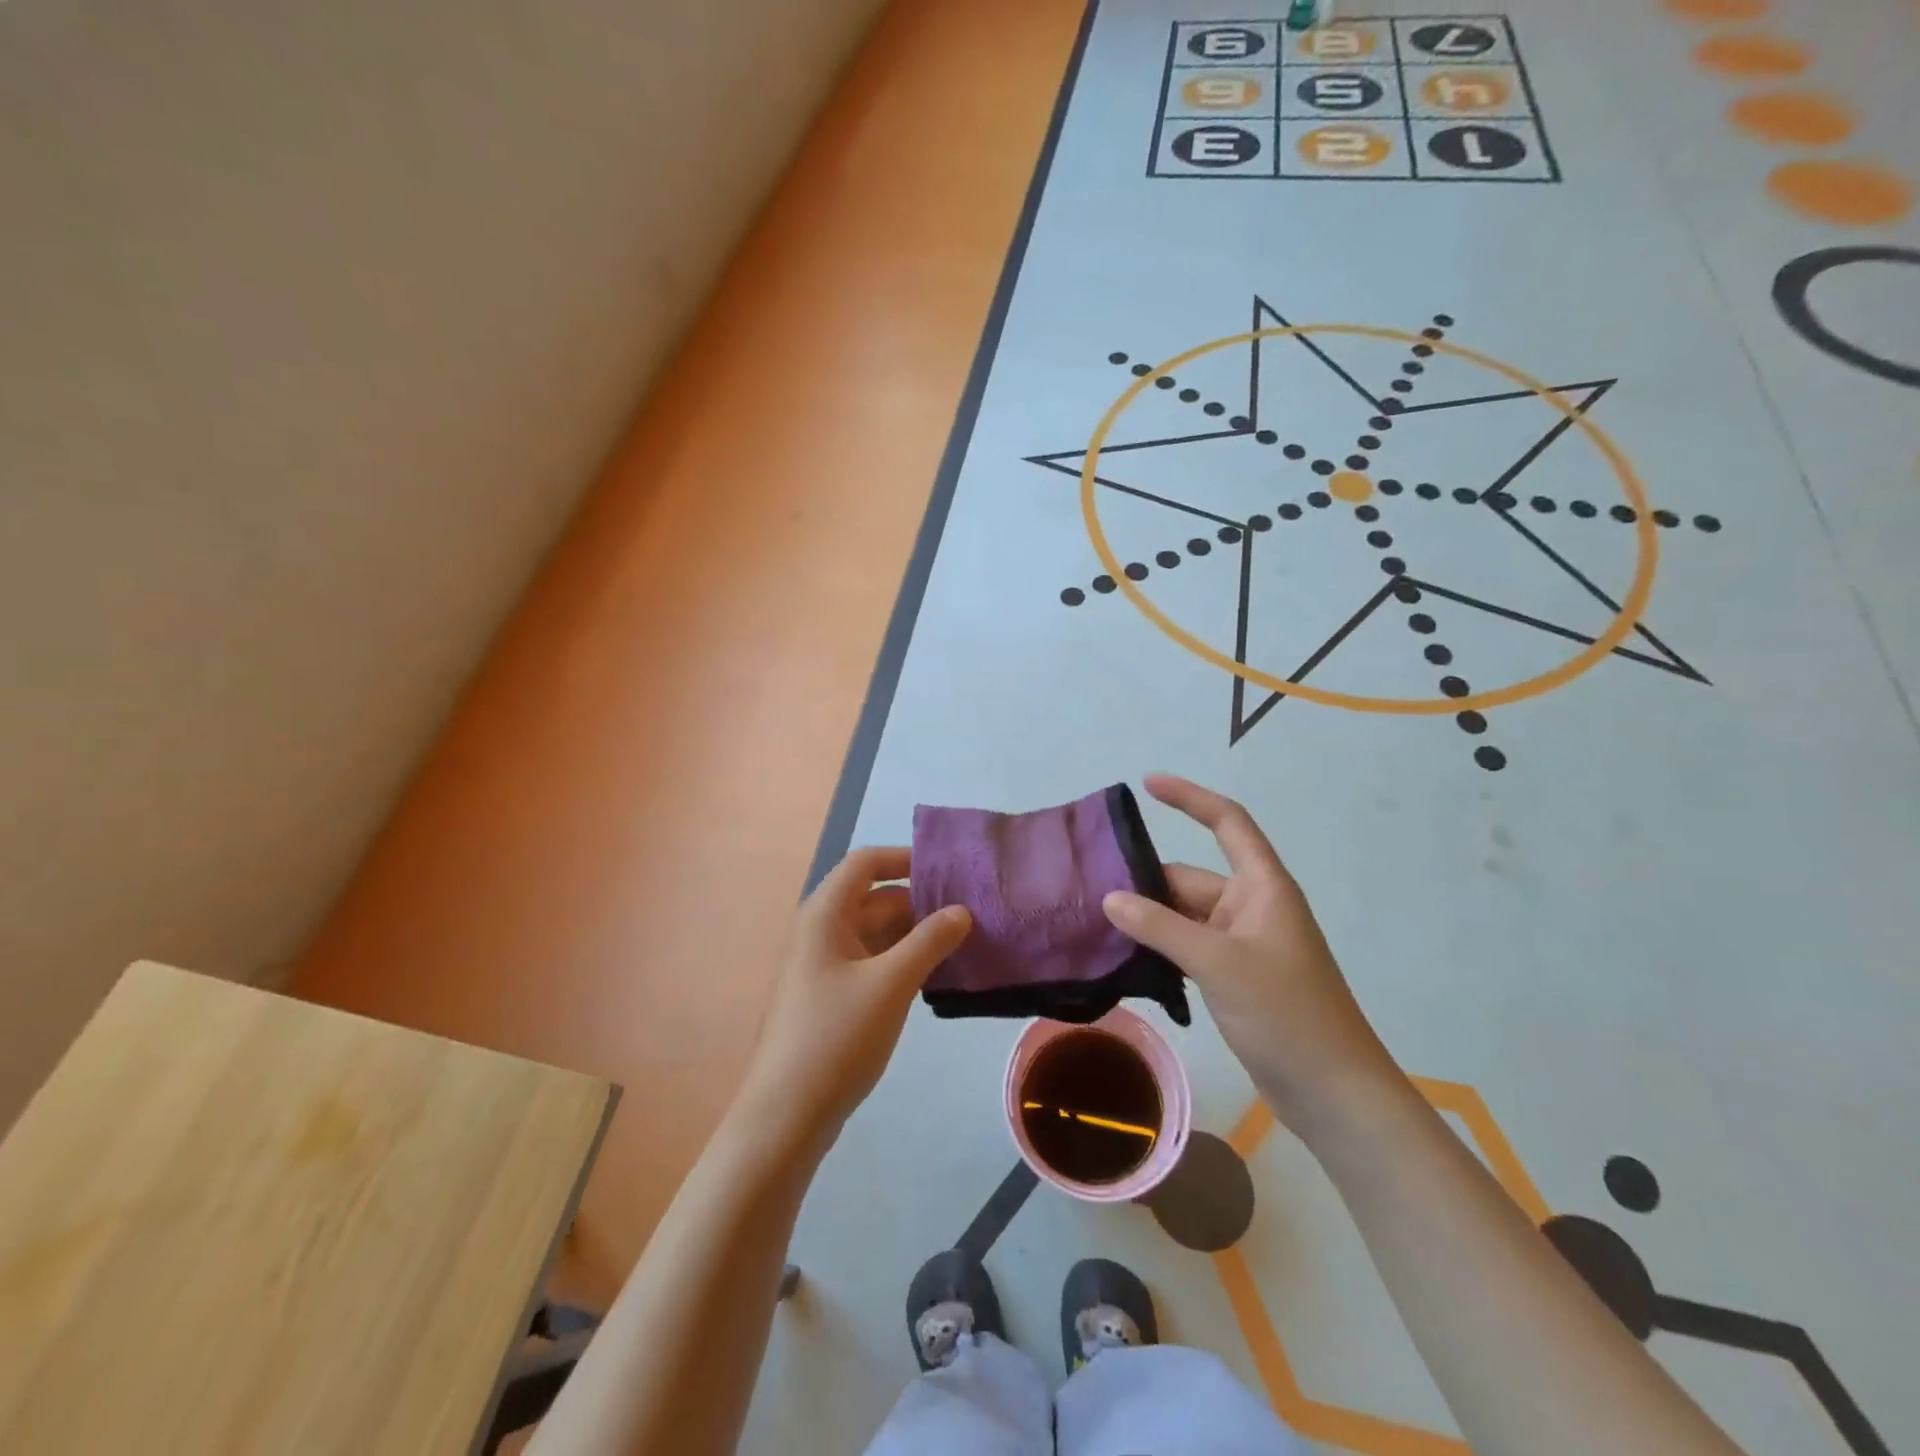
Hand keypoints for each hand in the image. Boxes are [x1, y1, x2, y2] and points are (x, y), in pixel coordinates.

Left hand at [738, 847, 970, 1152]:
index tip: (949, 869)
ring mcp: (826, 966)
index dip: (905, 858)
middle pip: (876, 898)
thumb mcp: (891, 984)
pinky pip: (874, 963)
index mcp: (825, 914)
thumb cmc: (836, 1036)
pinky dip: (903, 962)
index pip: (866, 863)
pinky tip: (937, 975)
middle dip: (921, 902)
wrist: (786, 1114)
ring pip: (878, 933)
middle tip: (973, 912)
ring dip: (916, 935)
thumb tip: (961, 910)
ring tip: (966, 941)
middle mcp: (823, 931)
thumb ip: (929, 941)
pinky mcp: (834, 996)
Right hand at [1101, 774, 1406, 1135]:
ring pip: (1184, 917)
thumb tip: (1110, 898)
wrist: (1333, 1093)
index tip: (1147, 784)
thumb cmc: (1285, 1014)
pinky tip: (1124, 962)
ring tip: (1094, 925)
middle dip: (1145, 883)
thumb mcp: (1218, 962)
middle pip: (1190, 879)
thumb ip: (1159, 927)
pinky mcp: (1235, 979)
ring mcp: (1244, 945)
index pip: (1227, 822)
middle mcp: (1252, 908)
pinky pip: (1189, 948)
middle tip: (1088, 892)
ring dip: (1149, 921)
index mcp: (1261, 887)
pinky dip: (1160, 950)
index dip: (1189, 798)